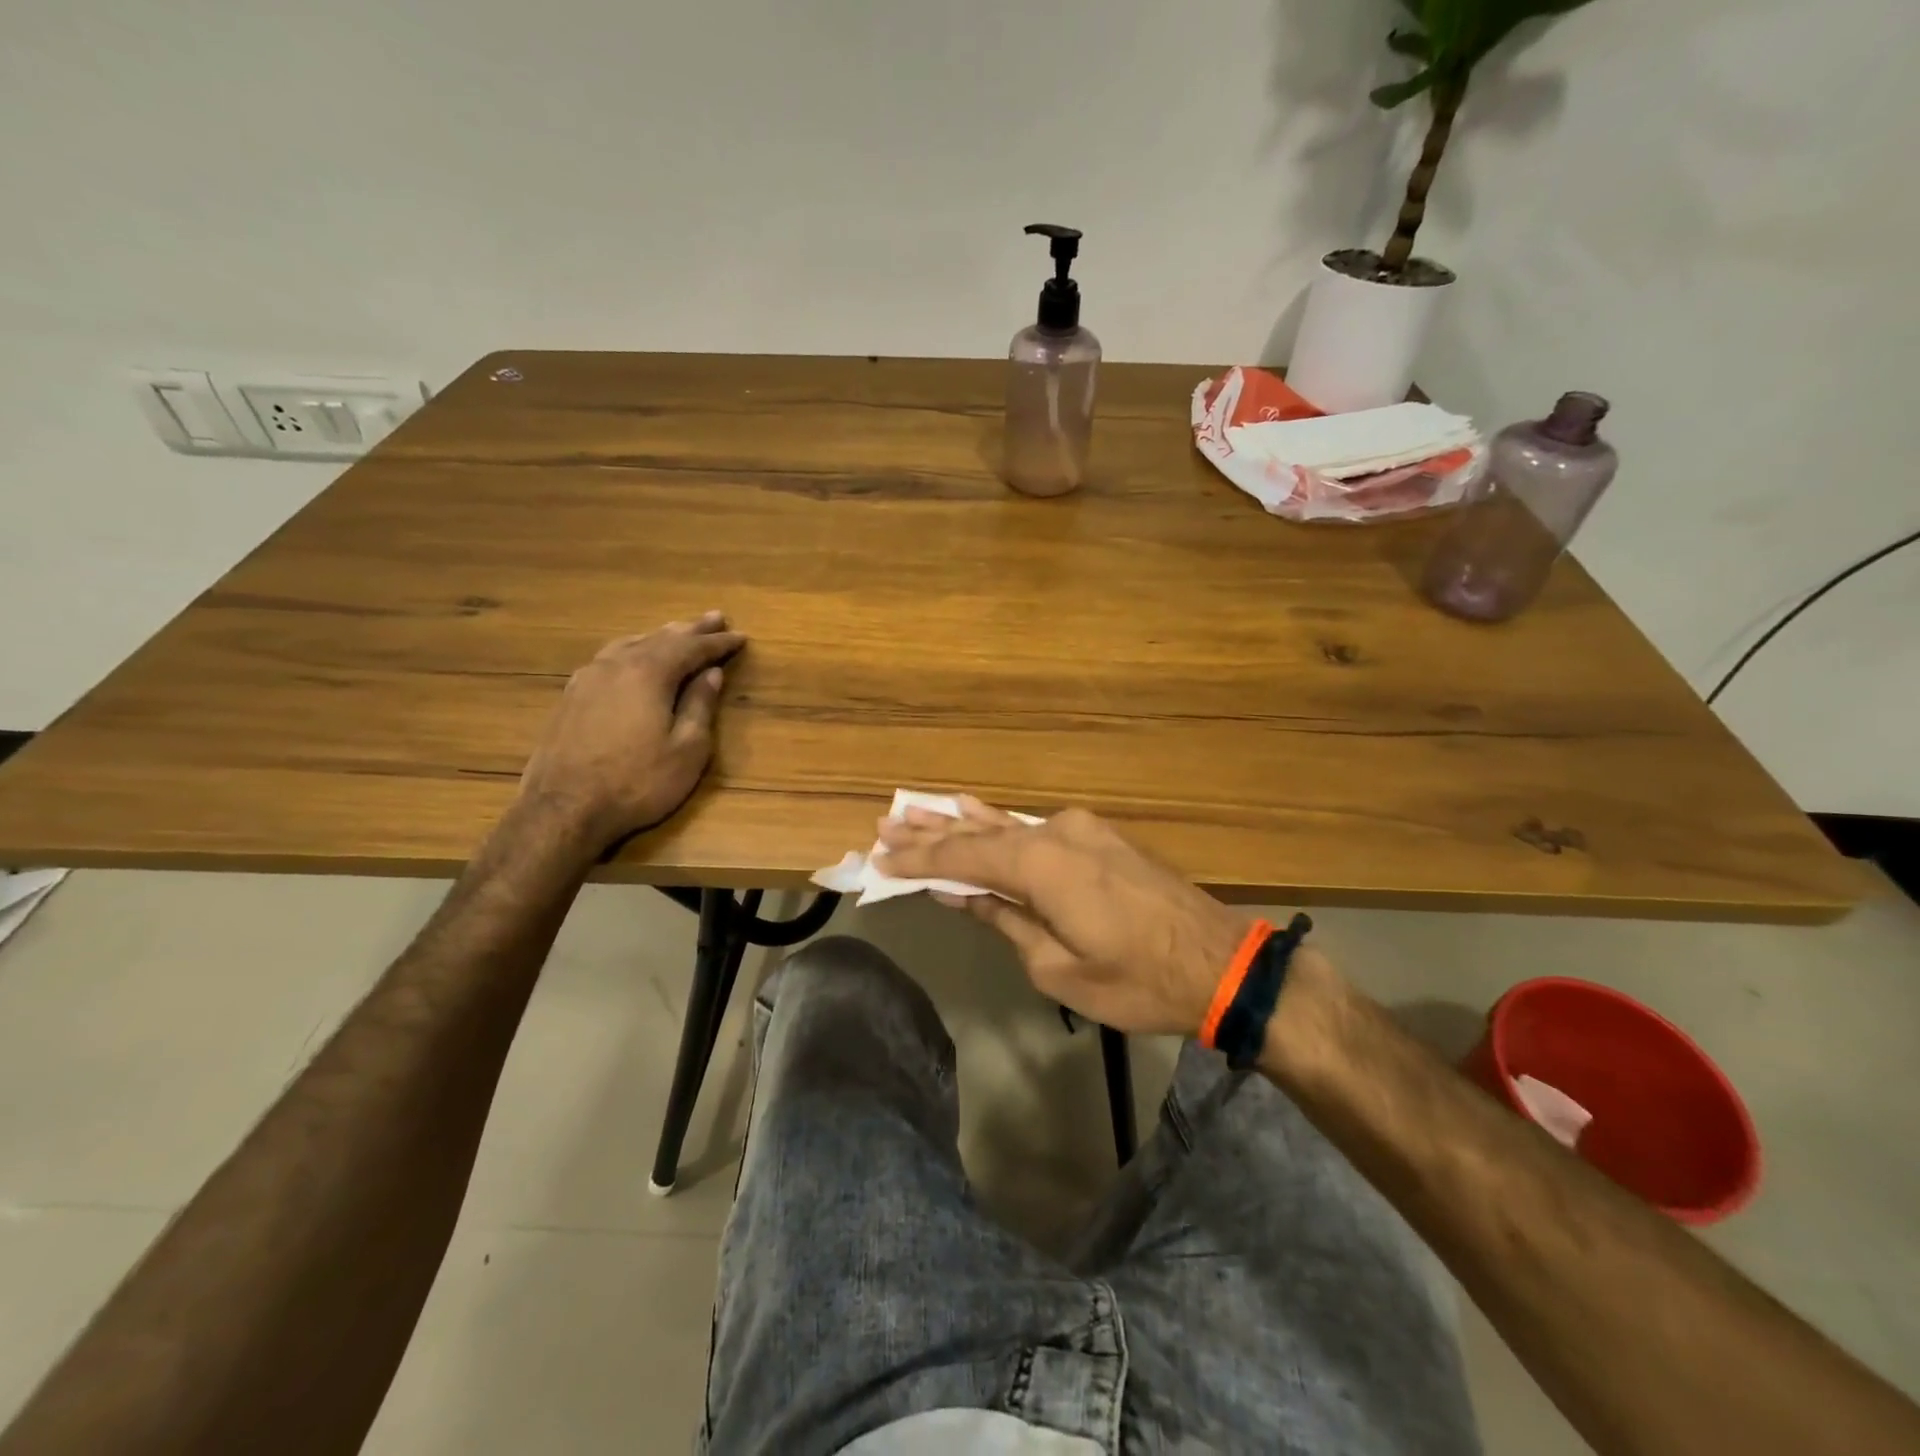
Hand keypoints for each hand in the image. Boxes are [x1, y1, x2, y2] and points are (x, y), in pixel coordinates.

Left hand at [517, 613, 744, 851]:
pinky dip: (632, 651)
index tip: (739, 636)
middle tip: (715, 618)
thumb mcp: (687, 750)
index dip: (718, 643)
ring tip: (677, 632)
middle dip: (691, 629)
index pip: (692, 648)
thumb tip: (711, 674)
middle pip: (660, 638)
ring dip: (659, 637)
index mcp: (649, 673)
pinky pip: (609, 659)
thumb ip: (700, 706)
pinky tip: (631, 657)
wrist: (563, 810)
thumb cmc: (637, 782)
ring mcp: (587, 679)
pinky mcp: (570, 697)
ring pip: (630, 644)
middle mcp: (616, 665)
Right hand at [875, 798, 1250, 1035]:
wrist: (1219, 962)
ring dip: (961, 822)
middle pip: (979, 832)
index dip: (918, 860)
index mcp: (1041, 866)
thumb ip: (1005, 921)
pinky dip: (1001, 826)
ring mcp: (1080, 830)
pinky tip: (977, 811)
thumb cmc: (1136, 980)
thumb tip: (961, 894)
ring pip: (1007, 825)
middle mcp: (1055, 833)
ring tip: (916, 810)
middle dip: (931, 832)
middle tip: (885, 823)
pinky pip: (1035, 829)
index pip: (963, 857)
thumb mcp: (1057, 967)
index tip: (878, 859)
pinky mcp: (1098, 837)